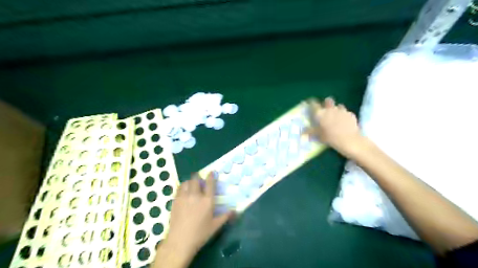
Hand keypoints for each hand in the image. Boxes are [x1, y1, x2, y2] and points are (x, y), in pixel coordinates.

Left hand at [158, 172, 233, 265]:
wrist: (180, 241)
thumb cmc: (200, 234)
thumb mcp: (215, 226)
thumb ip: (226, 216)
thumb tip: (235, 211)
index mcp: (207, 200)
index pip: (210, 183)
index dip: (211, 176)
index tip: (212, 172)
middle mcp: (196, 195)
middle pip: (196, 179)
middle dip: (198, 177)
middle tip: (200, 180)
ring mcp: (184, 197)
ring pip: (187, 182)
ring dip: (190, 181)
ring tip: (192, 185)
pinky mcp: (175, 201)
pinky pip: (179, 189)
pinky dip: (182, 187)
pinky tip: (184, 192)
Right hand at [309, 97, 364, 157]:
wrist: (350, 140)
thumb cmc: (331, 138)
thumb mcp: (319, 136)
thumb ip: (311, 132)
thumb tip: (302, 132)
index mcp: (320, 114)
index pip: (313, 104)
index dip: (311, 103)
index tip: (310, 103)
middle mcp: (330, 109)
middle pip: (327, 101)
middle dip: (326, 103)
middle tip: (325, 110)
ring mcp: (342, 110)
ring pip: (338, 105)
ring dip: (336, 109)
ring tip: (336, 117)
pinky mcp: (351, 114)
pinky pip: (346, 112)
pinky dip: (344, 115)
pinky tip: (344, 122)